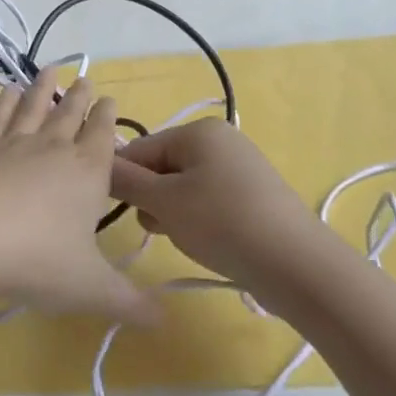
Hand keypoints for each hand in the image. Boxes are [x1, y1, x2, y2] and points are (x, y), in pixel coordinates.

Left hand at [0, 76, 159, 327]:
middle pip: (70, 115)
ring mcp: (14, 145)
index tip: (109, 99)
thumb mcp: (89, 288)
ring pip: (34, 108)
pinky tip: (5, 91)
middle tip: (85, 78)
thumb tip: (166, 321)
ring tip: (49, 69)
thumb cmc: (35, 259)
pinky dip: (3, 102)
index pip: (103, 137)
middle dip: (80, 97)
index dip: (107, 118)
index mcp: (87, 173)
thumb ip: (128, 303)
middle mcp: (54, 150)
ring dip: (43, 89)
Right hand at [109, 120, 329, 301]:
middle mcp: (220, 140)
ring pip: (184, 188)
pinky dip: (200, 221)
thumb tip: (99, 165)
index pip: (141, 149)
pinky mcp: (253, 197)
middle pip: (163, 167)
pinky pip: (209, 202)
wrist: (296, 264)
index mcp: (199, 131)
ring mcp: (240, 168)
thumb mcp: (164, 202)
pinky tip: (209, 243)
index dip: (124, 180)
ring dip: (174, 214)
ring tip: (189, 238)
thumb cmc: (222, 222)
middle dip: (153, 200)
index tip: (119, 211)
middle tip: (162, 227)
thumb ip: (126, 182)